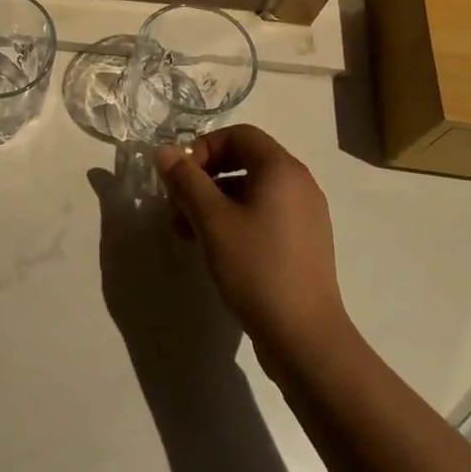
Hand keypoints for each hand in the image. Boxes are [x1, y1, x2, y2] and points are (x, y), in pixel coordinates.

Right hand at [155, 125, 352, 364]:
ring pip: (251, 191)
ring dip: (214, 202)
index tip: (179, 176)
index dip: (204, 147)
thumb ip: (186, 180)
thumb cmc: (256, 267)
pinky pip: (264, 215)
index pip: (239, 135)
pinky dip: (235, 220)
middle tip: (175, 205)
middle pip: (245, 161)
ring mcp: (306, 215)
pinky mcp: (304, 243)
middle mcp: (299, 184)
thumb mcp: (211, 220)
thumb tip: (165, 151)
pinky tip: (213, 248)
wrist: (305, 337)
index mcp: (281, 169)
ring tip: (185, 231)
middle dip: (204, 178)